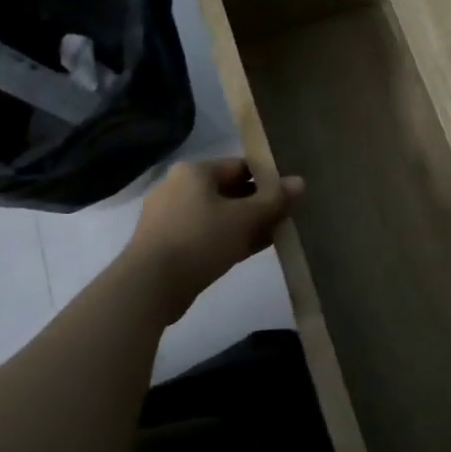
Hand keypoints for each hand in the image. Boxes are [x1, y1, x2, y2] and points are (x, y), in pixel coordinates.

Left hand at [123, 158, 303, 323]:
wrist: (150, 285)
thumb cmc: (200, 240)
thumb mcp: (245, 218)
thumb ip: (275, 200)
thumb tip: (300, 182)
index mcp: (194, 171)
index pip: (240, 166)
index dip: (268, 179)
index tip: (289, 196)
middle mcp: (178, 187)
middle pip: (229, 190)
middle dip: (258, 204)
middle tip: (285, 218)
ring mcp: (169, 217)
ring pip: (218, 215)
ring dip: (245, 224)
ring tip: (274, 235)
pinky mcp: (167, 244)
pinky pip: (206, 234)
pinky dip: (228, 238)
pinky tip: (251, 250)